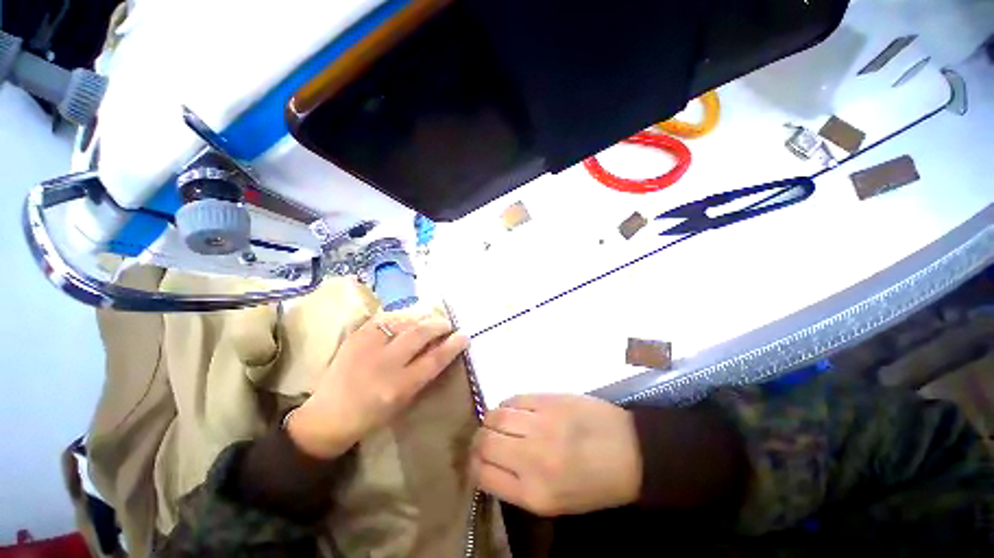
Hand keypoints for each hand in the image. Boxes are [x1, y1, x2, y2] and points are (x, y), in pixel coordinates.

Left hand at [288, 312, 467, 458]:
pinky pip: (386, 317)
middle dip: (439, 324)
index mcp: (398, 386)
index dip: (453, 345)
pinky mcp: (356, 335)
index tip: (464, 335)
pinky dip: (402, 315)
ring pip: (404, 320)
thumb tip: (443, 347)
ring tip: (430, 319)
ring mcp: (367, 346)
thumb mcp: (404, 400)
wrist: (327, 415)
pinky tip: (408, 318)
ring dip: (422, 317)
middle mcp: (384, 363)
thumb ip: (424, 372)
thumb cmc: (372, 415)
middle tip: (447, 325)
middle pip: (420, 333)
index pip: (434, 359)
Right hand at [471, 394, 641, 516]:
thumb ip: (518, 486)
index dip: (474, 465)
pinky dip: (508, 405)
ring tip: (499, 423)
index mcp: (534, 494)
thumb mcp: (555, 502)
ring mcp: (541, 424)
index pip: (483, 475)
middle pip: (485, 442)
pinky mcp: (549, 399)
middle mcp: (532, 458)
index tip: (476, 459)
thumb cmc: (594, 483)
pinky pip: (515, 398)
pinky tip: (515, 410)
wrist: (630, 451)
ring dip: (491, 419)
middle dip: (478, 440)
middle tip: (484, 438)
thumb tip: (490, 462)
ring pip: (495, 415)